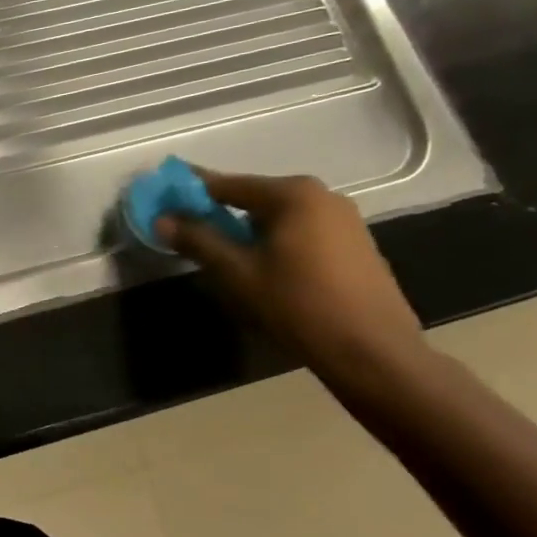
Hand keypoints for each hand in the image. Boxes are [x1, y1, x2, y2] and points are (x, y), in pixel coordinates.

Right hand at [155, 170, 428, 381]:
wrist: (374, 353)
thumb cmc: (298, 306)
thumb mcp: (237, 273)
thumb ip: (198, 240)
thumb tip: (163, 219)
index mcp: (293, 194)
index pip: (227, 184)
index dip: (191, 192)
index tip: (163, 198)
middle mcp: (322, 196)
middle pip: (254, 198)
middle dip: (220, 214)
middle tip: (191, 234)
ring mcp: (345, 220)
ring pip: (279, 217)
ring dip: (249, 231)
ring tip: (227, 257)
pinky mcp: (357, 246)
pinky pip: (302, 233)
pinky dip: (276, 242)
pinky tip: (266, 270)